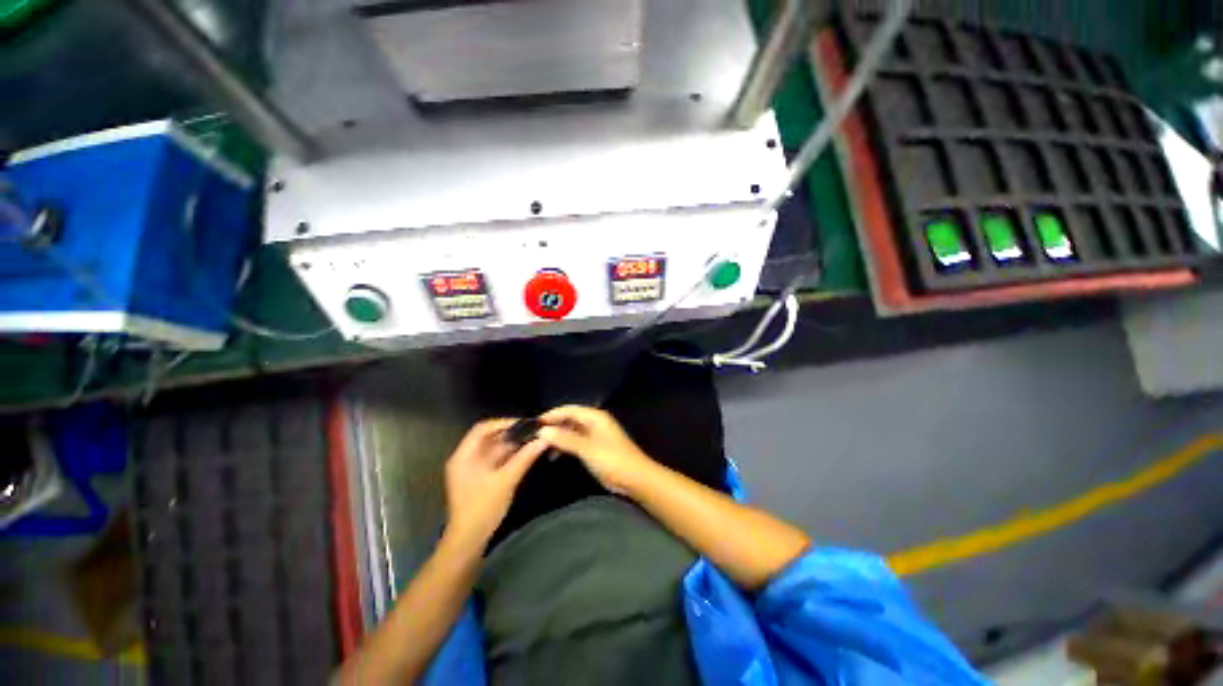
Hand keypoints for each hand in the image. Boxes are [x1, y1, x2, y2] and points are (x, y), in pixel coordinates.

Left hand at [444, 419, 547, 545]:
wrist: (469, 541)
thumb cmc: (482, 509)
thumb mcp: (505, 481)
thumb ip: (524, 458)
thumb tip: (543, 439)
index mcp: (464, 455)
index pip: (483, 428)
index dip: (504, 422)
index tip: (525, 423)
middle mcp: (466, 458)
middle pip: (489, 437)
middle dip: (511, 433)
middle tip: (533, 431)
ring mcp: (473, 468)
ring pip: (495, 448)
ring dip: (513, 444)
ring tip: (533, 440)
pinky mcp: (480, 477)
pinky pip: (497, 459)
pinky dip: (510, 455)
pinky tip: (526, 454)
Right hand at [538, 406, 655, 494]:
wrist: (635, 479)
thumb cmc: (612, 460)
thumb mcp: (587, 449)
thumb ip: (565, 439)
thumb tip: (543, 430)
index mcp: (595, 417)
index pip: (569, 409)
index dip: (552, 414)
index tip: (533, 423)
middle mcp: (594, 422)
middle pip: (569, 418)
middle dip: (553, 425)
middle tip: (534, 435)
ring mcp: (595, 435)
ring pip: (571, 430)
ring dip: (558, 436)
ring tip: (540, 445)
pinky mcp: (594, 447)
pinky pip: (575, 441)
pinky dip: (565, 445)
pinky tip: (554, 454)